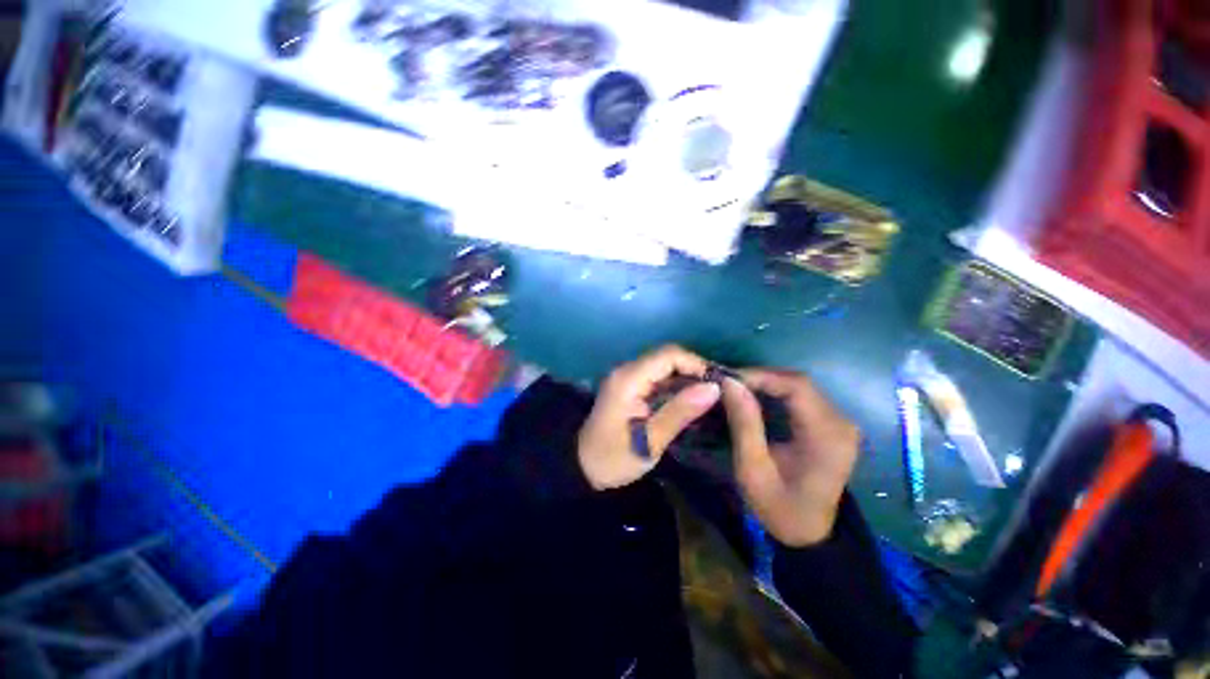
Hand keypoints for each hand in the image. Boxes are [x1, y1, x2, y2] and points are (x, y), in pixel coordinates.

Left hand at [578, 345, 720, 489]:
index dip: (696, 363)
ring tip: (710, 396)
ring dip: (687, 377)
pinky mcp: (629, 387)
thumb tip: (713, 388)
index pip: (669, 355)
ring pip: (664, 366)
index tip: (718, 384)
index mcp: (629, 379)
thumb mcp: (650, 440)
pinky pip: (657, 377)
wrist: (582, 467)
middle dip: (694, 370)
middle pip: (667, 357)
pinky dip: (676, 385)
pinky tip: (690, 400)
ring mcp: (627, 377)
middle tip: (719, 392)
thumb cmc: (614, 457)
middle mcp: (627, 370)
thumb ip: (680, 411)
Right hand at [720, 370, 859, 546]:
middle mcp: (841, 423)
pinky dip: (776, 392)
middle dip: (760, 378)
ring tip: (736, 389)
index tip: (728, 379)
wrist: (810, 533)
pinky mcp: (833, 424)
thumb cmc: (779, 507)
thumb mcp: (753, 469)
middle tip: (728, 384)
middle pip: (799, 383)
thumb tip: (729, 384)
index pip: (796, 387)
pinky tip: (755, 398)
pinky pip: (802, 397)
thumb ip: (744, 424)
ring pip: (800, 386)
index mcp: (826, 436)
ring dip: (766, 383)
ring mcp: (840, 422)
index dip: (760, 376)